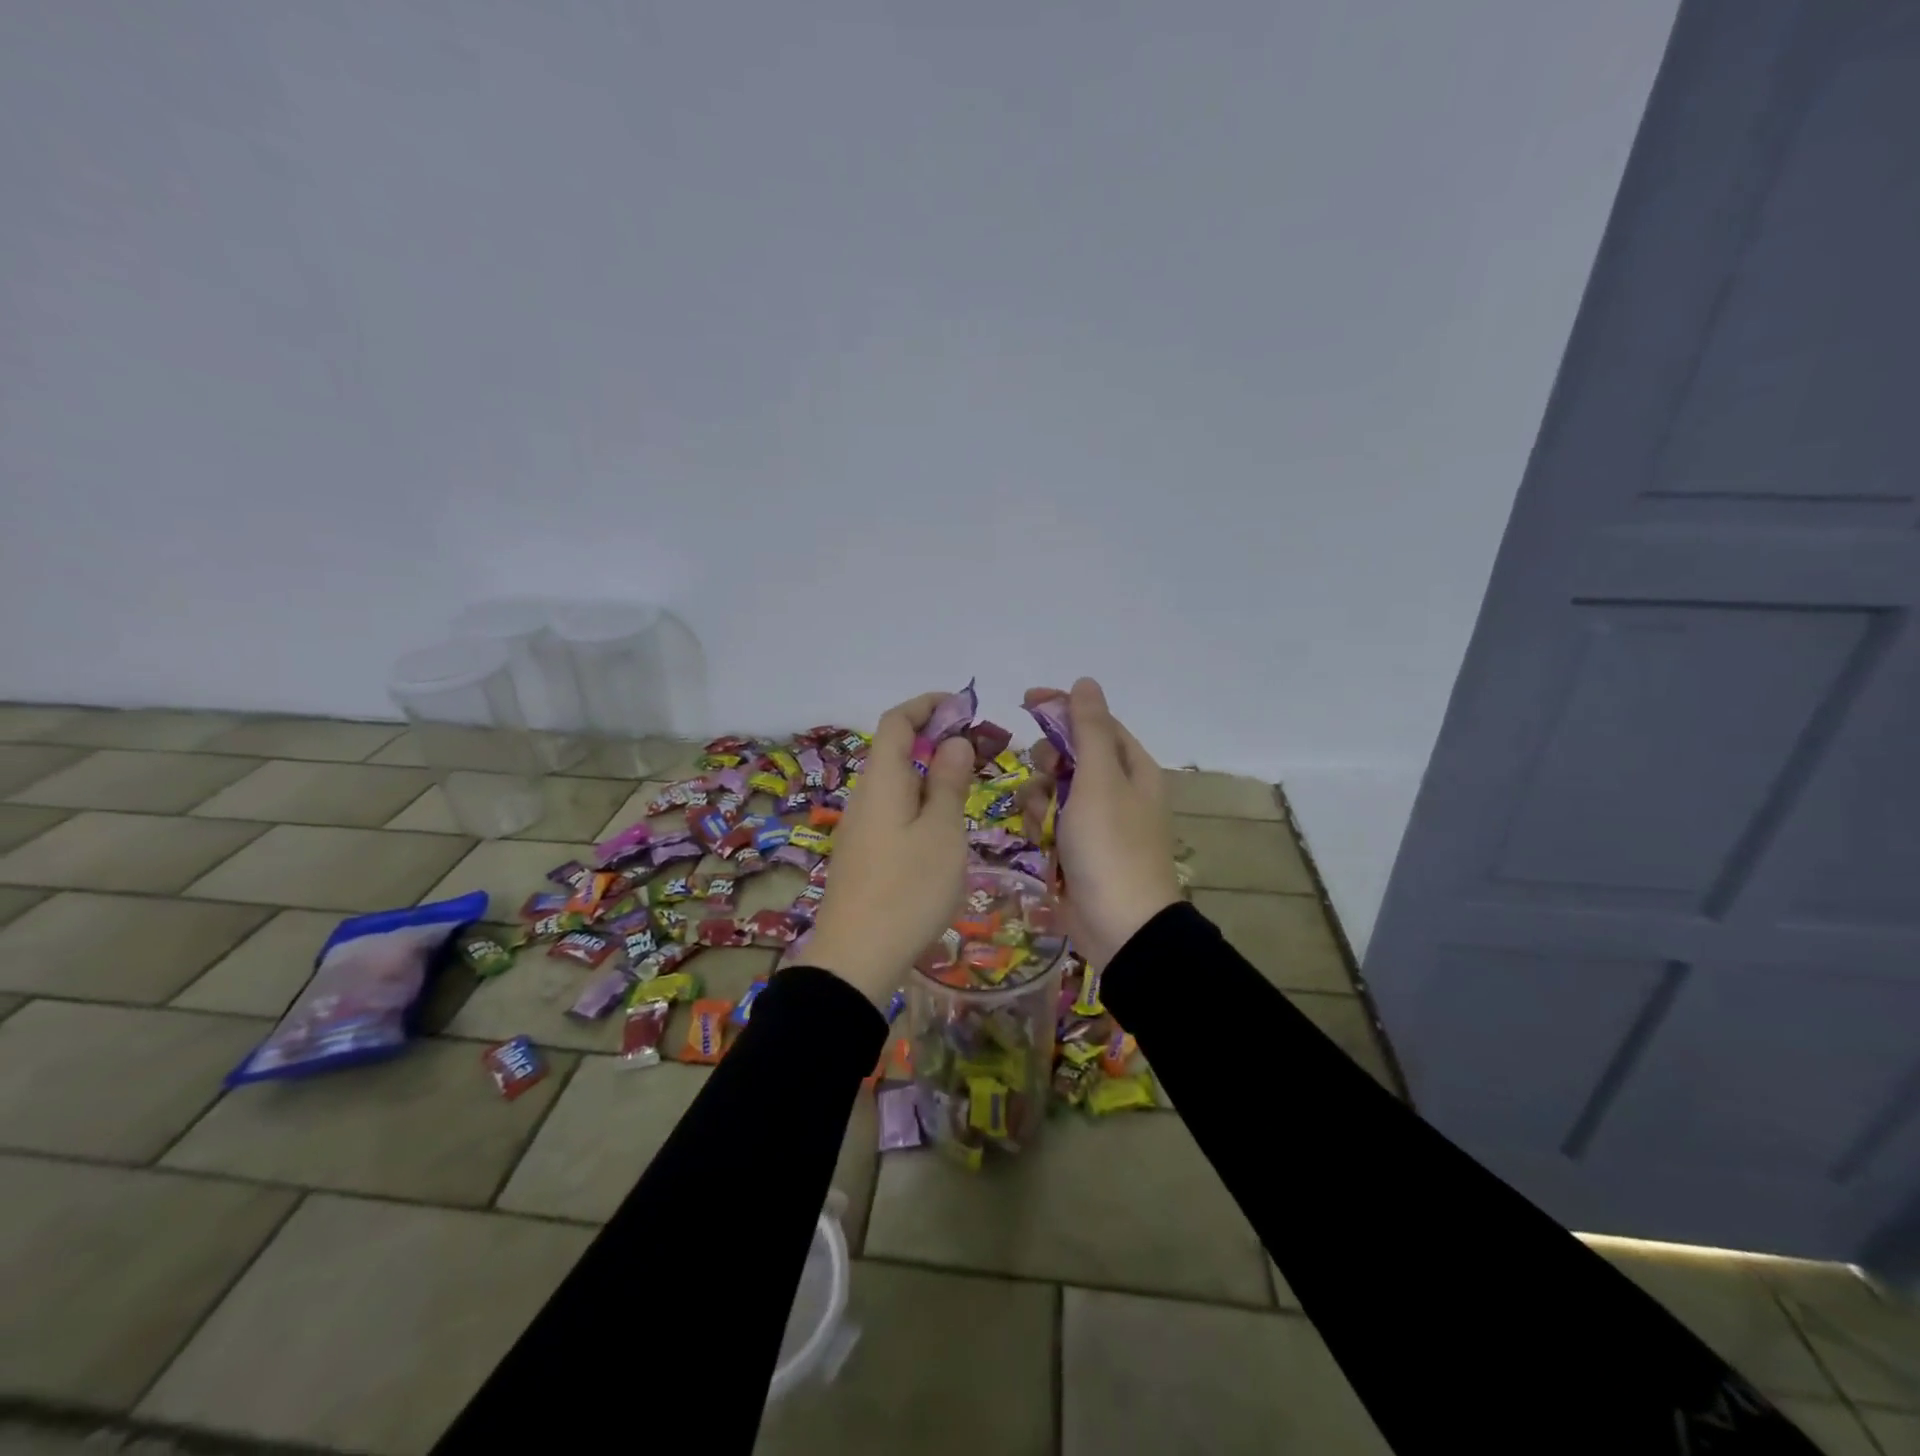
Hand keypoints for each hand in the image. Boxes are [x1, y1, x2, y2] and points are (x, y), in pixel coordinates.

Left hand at [806, 692, 975, 1003]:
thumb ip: (949, 782)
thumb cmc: (909, 889)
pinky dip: (920, 802)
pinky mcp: (863, 854)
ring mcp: (860, 826)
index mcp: (882, 780)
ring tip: (967, 789)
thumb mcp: (943, 831)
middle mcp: (865, 795)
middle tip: (979, 753)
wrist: (857, 957)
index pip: (897, 721)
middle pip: (896, 750)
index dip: (927, 705)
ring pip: (897, 783)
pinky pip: (893, 810)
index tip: (963, 708)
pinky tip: (942, 829)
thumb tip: (953, 742)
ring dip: (930, 774)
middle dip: (936, 740)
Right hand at [1022, 678, 1178, 969]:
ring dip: (1040, 799)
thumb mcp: (1099, 779)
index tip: (1026, 701)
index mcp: (1131, 767)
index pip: (1094, 722)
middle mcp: (1115, 789)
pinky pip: (1048, 821)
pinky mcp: (1076, 849)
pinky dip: (1040, 826)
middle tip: (1047, 776)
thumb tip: (1086, 682)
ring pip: (1051, 789)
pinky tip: (1042, 843)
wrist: (1120, 926)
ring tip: (1044, 822)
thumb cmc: (1111, 845)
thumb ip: (1088, 729)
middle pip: (1069, 755)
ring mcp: (1095, 821)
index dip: (1062, 708)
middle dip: (1049, 762)